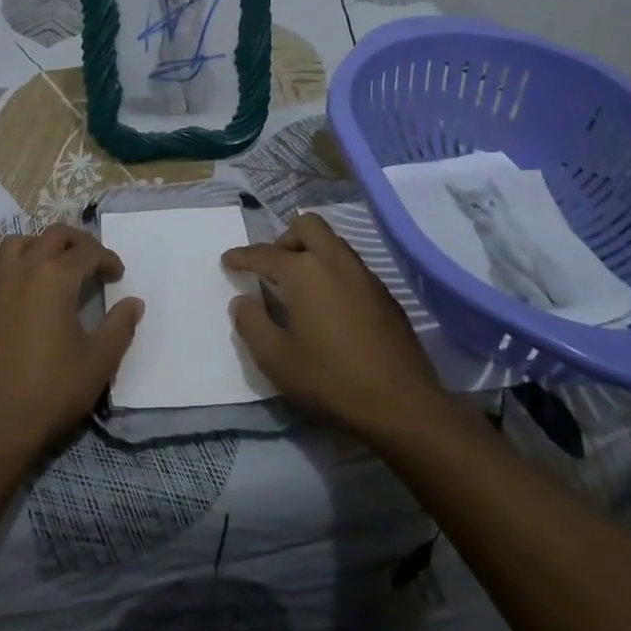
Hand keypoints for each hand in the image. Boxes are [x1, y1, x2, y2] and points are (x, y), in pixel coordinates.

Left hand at [0, 226, 139, 461]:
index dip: (108, 259)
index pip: (88, 251)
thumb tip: (133, 302)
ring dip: (40, 245)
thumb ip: (120, 326)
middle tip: (93, 261)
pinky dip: (10, 269)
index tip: (118, 276)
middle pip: (53, 236)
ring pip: (17, 243)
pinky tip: (19, 290)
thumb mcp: (99, 362)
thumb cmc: (52, 391)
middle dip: (78, 242)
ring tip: (55, 265)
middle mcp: (24, 269)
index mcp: (56, 277)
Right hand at [223, 213, 448, 437]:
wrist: (402, 405)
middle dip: (284, 238)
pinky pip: (351, 266)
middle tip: (272, 268)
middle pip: (307, 226)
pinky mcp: (385, 295)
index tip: (228, 260)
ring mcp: (365, 276)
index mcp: (304, 272)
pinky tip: (329, 306)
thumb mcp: (276, 359)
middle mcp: (335, 262)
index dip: (242, 256)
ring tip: (298, 287)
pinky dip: (332, 272)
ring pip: (333, 243)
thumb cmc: (330, 380)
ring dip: (311, 252)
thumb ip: (251, 324)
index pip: (264, 254)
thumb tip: (243, 301)